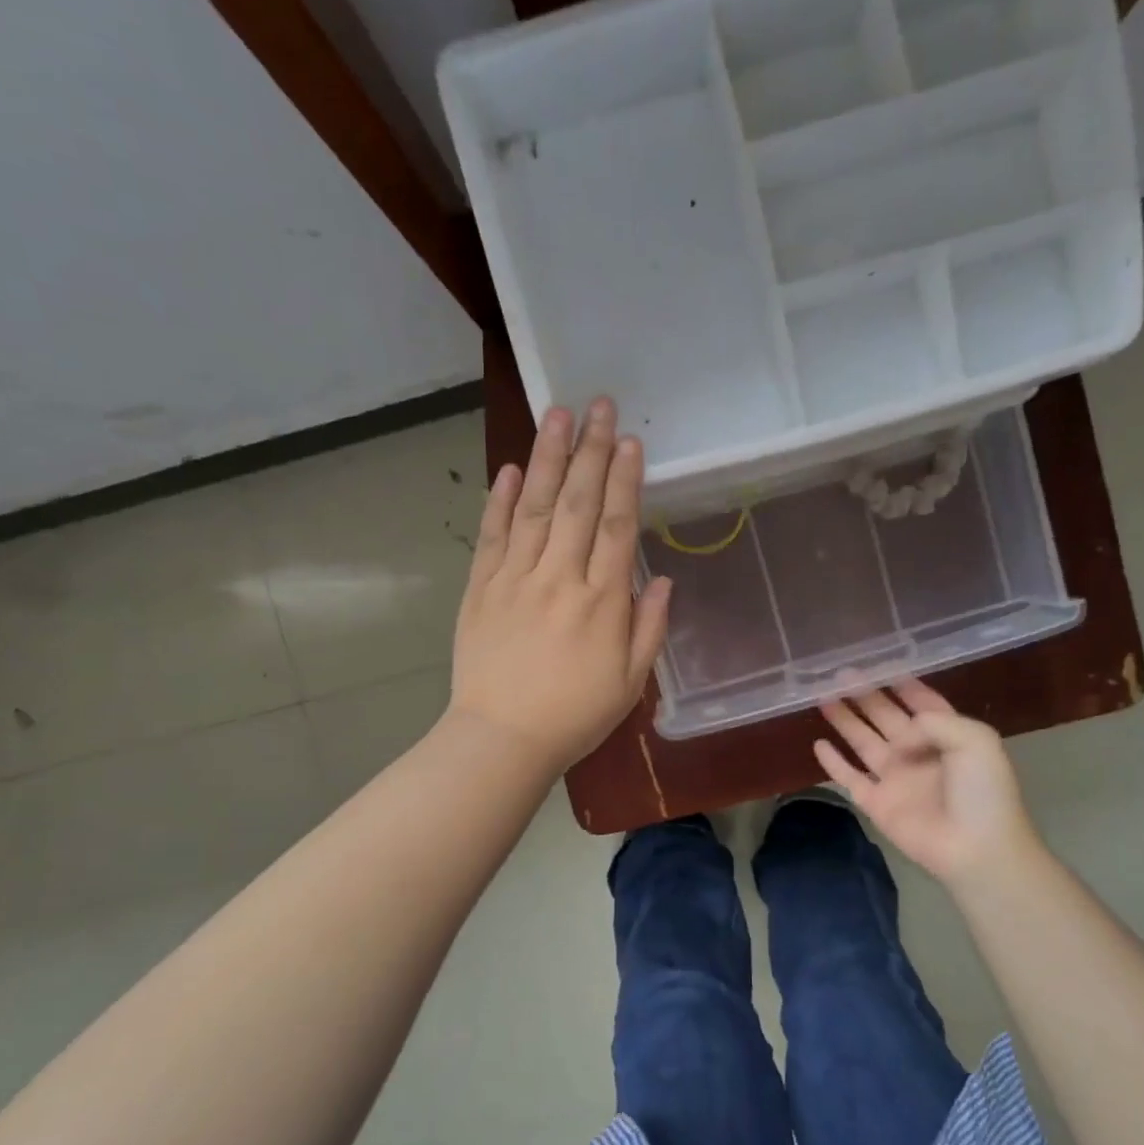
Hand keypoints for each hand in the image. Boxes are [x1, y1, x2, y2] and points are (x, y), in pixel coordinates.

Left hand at [448, 398, 670, 777]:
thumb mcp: (630, 682)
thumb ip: (649, 627)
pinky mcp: (480, 588)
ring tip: (557, 415)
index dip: (626, 480)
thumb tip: (662, 578)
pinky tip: (508, 469)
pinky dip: (499, 501)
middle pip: (578, 503)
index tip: (631, 441)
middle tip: (598, 405)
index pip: (618, 526)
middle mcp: (559, 578)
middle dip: (591, 451)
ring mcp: (515, 579)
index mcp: (601, 601)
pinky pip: (492, 536)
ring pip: (533, 507)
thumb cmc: (574, 716)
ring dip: (547, 458)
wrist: (501, 739)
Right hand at [815, 679, 1043, 886]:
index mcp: (947, 735)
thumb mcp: (976, 739)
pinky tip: (818, 744)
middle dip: (865, 694)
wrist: (976, 849)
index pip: (921, 702)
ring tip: (822, 696)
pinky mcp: (876, 803)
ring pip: (863, 741)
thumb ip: (933, 721)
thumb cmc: (983, 792)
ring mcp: (895, 778)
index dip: (902, 683)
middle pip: (885, 716)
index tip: (878, 662)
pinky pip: (849, 777)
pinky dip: (833, 762)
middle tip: (839, 673)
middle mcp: (917, 752)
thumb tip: (899, 736)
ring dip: (844, 720)